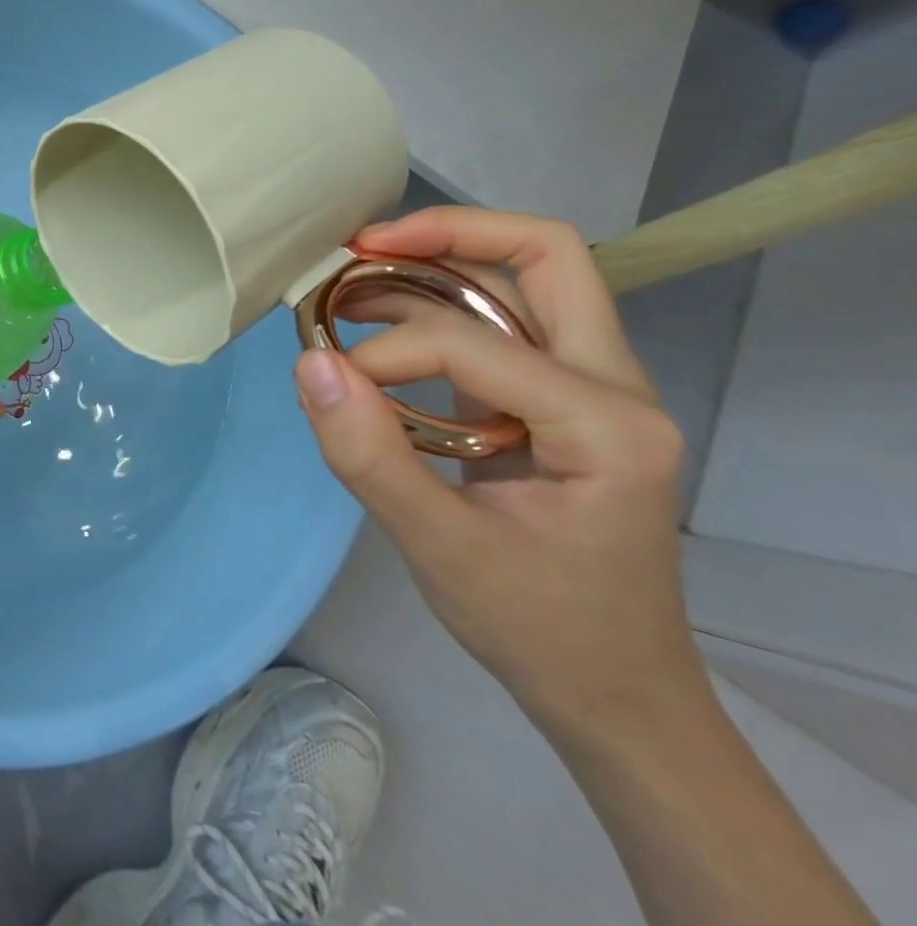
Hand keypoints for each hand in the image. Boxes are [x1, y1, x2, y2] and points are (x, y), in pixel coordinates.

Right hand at [292, 207, 707, 743]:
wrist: (614, 692)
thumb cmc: (538, 627)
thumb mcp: (438, 550)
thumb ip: (368, 455)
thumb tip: (309, 364)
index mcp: (607, 423)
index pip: (471, 342)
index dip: (385, 352)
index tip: (332, 384)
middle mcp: (615, 383)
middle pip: (544, 256)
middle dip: (446, 233)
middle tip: (360, 246)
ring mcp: (591, 385)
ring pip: (521, 278)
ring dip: (434, 264)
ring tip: (353, 280)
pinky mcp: (556, 395)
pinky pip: (501, 319)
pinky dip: (436, 303)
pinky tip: (379, 322)